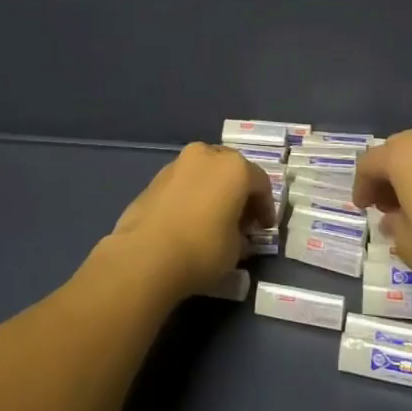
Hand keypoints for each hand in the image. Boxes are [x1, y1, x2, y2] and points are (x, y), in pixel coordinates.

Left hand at [107, 144, 276, 299]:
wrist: (145, 255)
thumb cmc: (202, 249)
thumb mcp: (236, 249)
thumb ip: (241, 233)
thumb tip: (236, 232)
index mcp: (234, 167)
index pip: (260, 183)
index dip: (266, 207)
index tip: (264, 228)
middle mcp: (207, 155)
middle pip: (231, 170)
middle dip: (239, 192)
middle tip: (241, 219)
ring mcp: (178, 163)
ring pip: (205, 172)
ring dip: (214, 190)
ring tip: (213, 218)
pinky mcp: (155, 177)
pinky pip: (184, 182)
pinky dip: (192, 194)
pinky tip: (189, 219)